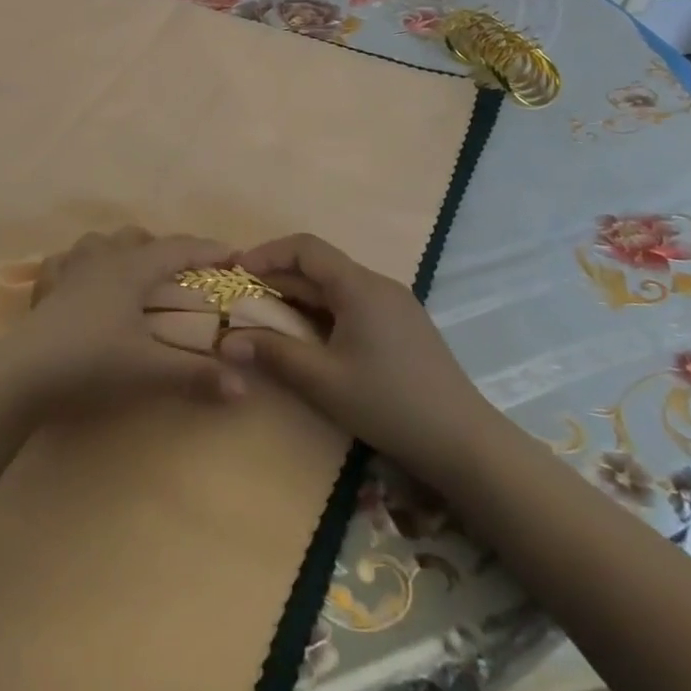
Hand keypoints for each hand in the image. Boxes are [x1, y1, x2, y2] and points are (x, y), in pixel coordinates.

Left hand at [0, 228, 248, 419]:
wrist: (25, 372)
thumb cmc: (93, 362)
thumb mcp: (149, 370)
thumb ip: (196, 375)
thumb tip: (243, 387)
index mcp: (132, 269)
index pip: (178, 250)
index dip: (208, 250)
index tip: (234, 255)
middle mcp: (102, 258)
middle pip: (137, 238)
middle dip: (163, 249)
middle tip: (180, 275)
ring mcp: (69, 268)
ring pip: (99, 242)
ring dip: (120, 250)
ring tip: (131, 273)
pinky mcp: (45, 286)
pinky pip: (65, 261)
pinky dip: (79, 265)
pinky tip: (80, 282)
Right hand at [216, 234, 500, 482]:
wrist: (465, 443)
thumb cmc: (389, 404)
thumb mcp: (323, 381)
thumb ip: (273, 354)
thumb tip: (226, 341)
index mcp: (358, 286)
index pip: (305, 247)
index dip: (266, 253)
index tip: (237, 272)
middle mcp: (378, 283)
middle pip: (319, 266)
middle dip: (278, 278)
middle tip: (245, 302)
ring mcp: (395, 303)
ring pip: (336, 285)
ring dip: (300, 296)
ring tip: (270, 321)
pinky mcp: (403, 325)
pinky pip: (353, 302)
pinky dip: (323, 310)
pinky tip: (311, 339)